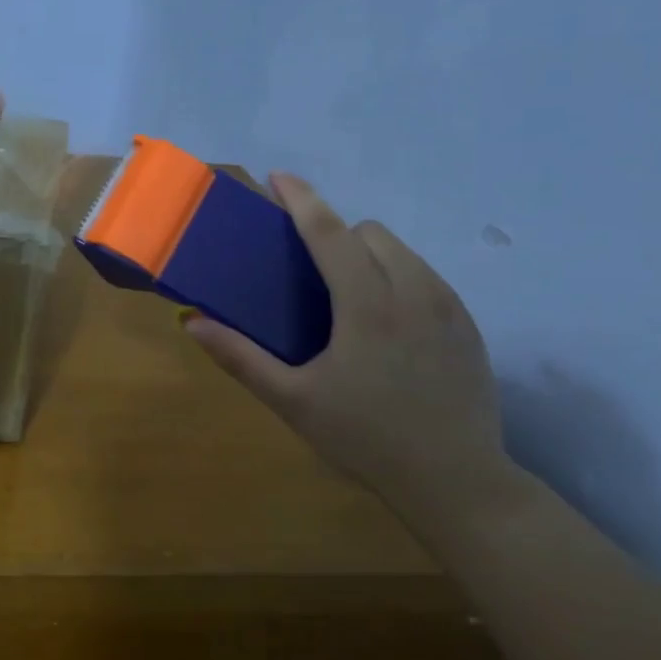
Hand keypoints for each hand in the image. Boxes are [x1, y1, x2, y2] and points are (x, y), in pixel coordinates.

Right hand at [185, 174, 503, 499]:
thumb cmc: (365, 438)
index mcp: (367, 305)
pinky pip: (428, 277)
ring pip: (403, 252)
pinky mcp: (468, 326)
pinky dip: (400, 278)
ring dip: (369, 255)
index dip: (302, 199)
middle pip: (370, 233)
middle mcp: (413, 291)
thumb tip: (192, 322)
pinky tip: (387, 325)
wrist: (457, 482)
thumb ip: (240, 358)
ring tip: (349, 297)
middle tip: (311, 271)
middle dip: (337, 235)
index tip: (279, 177)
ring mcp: (448, 308)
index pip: (329, 233)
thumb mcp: (293, 401)